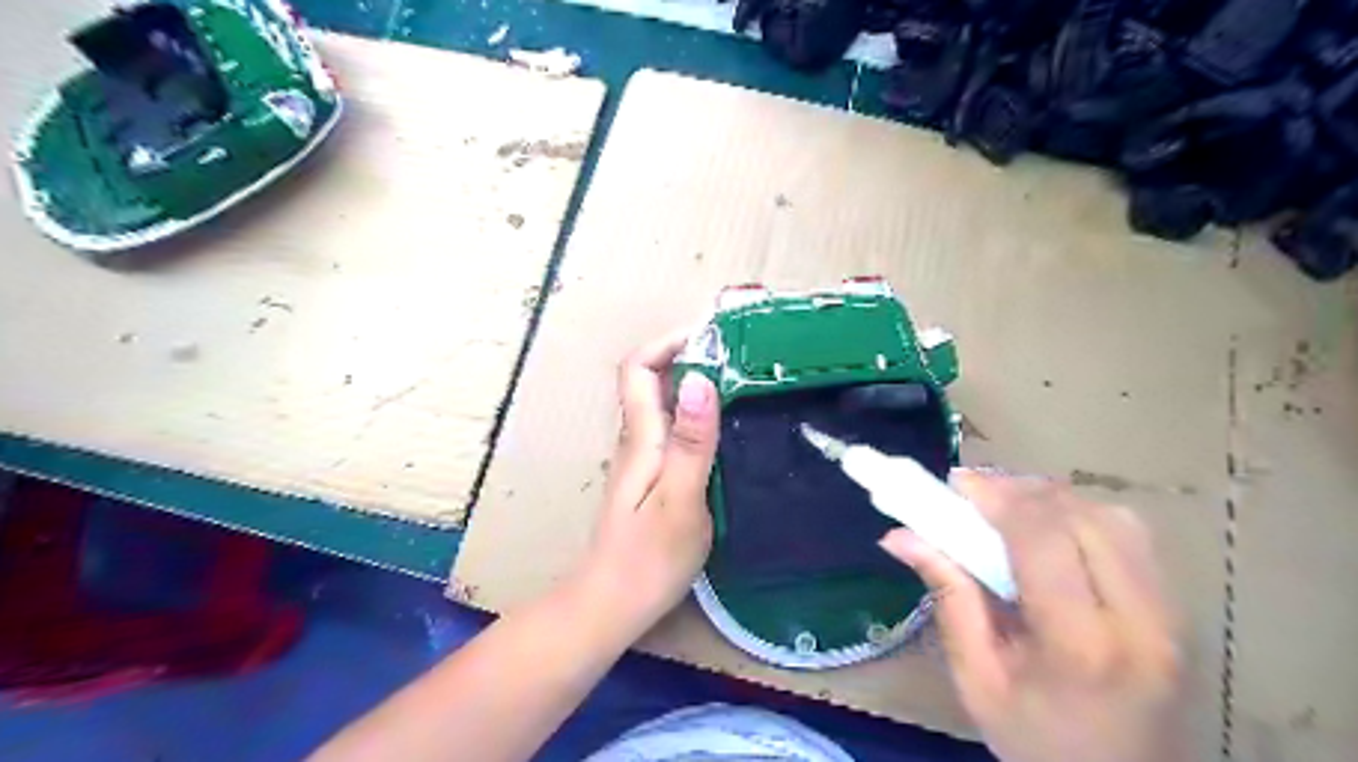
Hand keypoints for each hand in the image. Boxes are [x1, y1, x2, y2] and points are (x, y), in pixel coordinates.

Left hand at [580, 331, 721, 633]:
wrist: (611, 604)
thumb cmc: (648, 558)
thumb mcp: (680, 499)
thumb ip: (692, 441)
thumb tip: (702, 380)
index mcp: (640, 438)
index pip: (639, 368)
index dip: (667, 342)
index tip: (712, 336)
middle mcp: (636, 439)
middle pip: (651, 380)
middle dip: (688, 355)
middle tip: (739, 354)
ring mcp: (642, 459)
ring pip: (663, 403)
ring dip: (694, 382)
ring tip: (741, 381)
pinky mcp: (651, 477)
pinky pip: (671, 428)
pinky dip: (696, 413)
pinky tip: (726, 427)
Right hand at [881, 471, 1177, 761]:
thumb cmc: (1037, 743)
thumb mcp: (976, 679)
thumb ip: (948, 598)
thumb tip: (899, 535)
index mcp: (1080, 645)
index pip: (1043, 538)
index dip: (997, 498)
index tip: (957, 484)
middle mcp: (1138, 619)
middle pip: (1080, 516)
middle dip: (1020, 491)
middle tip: (974, 495)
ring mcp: (1171, 615)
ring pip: (1111, 517)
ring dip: (1053, 501)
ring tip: (1009, 510)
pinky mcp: (1178, 611)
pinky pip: (1131, 537)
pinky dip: (1083, 517)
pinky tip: (1052, 533)